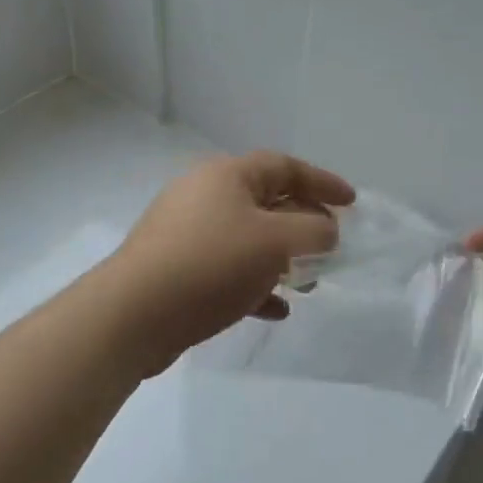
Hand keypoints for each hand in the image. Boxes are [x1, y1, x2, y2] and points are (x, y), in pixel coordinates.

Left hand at [105, 152, 354, 374]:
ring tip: (308, 282)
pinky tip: (275, 309)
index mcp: (228, 175)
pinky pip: (227, 268)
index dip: (322, 182)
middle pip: (267, 200)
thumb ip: (313, 230)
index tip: (352, 202)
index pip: (285, 166)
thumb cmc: (210, 265)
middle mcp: (206, 195)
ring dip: (282, 258)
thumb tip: (327, 229)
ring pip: (248, 238)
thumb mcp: (275, 242)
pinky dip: (255, 283)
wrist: (131, 316)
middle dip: (304, 224)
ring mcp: (187, 232)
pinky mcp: (176, 269)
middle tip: (331, 245)